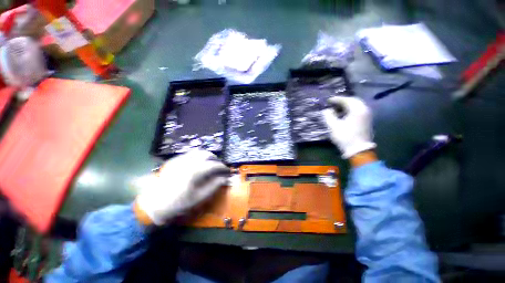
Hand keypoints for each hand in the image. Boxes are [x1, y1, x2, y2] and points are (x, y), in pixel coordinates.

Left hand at [136, 150, 228, 224]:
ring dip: (207, 156)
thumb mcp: (198, 197)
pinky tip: (199, 163)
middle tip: (219, 166)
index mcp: (195, 171)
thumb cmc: (178, 203)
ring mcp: (180, 159)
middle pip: (207, 154)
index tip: (227, 171)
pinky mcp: (175, 160)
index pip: (214, 165)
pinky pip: (190, 154)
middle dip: (216, 159)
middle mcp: (188, 162)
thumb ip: (213, 186)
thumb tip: (224, 178)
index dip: (223, 167)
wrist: (154, 204)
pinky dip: (198, 156)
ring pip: (199, 151)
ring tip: (210, 163)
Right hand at [322, 96, 375, 158]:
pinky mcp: (367, 121)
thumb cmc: (345, 137)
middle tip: (333, 103)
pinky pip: (358, 111)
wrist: (358, 150)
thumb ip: (329, 116)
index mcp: (357, 110)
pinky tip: (344, 114)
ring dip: (347, 106)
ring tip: (337, 108)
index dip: (336, 99)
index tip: (328, 100)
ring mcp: (367, 115)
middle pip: (353, 101)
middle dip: (342, 101)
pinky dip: (350, 110)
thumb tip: (327, 110)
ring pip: (357, 106)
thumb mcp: (333, 126)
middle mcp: (365, 110)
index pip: (346, 100)